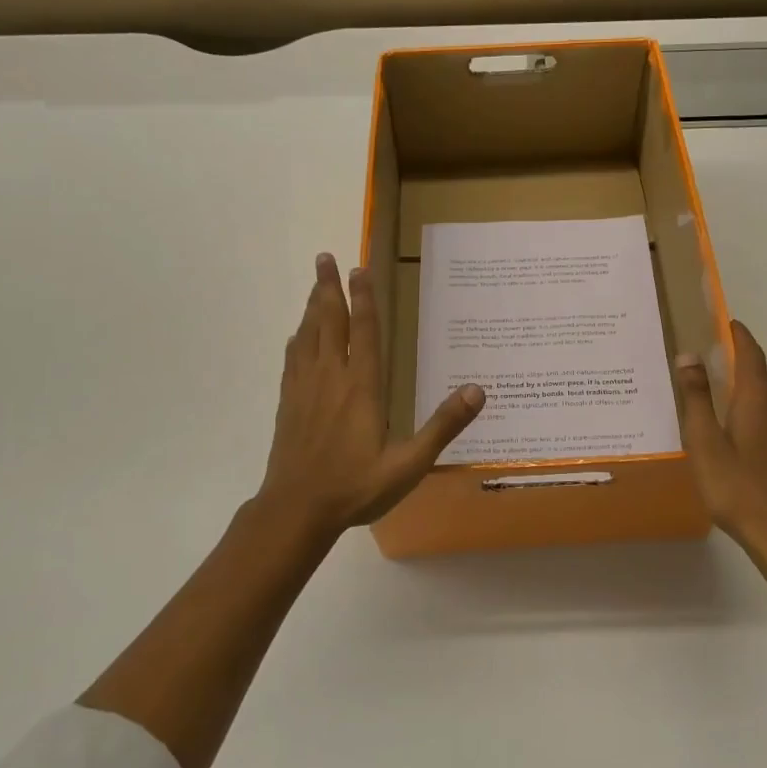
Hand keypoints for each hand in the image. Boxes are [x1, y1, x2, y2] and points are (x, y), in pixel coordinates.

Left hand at [253, 253, 484, 543]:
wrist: (296, 510)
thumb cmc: (355, 487)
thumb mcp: (408, 464)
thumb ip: (442, 427)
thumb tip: (478, 391)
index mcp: (361, 387)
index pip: (364, 331)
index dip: (364, 298)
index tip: (360, 269)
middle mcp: (331, 378)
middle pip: (329, 322)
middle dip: (328, 288)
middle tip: (324, 256)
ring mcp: (305, 389)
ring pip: (308, 335)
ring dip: (311, 306)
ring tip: (314, 283)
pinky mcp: (288, 403)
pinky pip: (292, 359)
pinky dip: (297, 339)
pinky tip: (297, 335)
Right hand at [675, 320, 766, 560]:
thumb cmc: (740, 489)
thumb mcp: (706, 443)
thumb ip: (696, 399)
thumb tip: (688, 356)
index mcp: (758, 400)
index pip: (750, 354)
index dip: (738, 335)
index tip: (724, 321)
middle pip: (755, 377)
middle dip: (731, 365)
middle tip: (699, 365)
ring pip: (760, 401)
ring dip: (737, 394)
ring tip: (706, 401)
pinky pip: (766, 421)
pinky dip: (746, 414)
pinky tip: (726, 435)